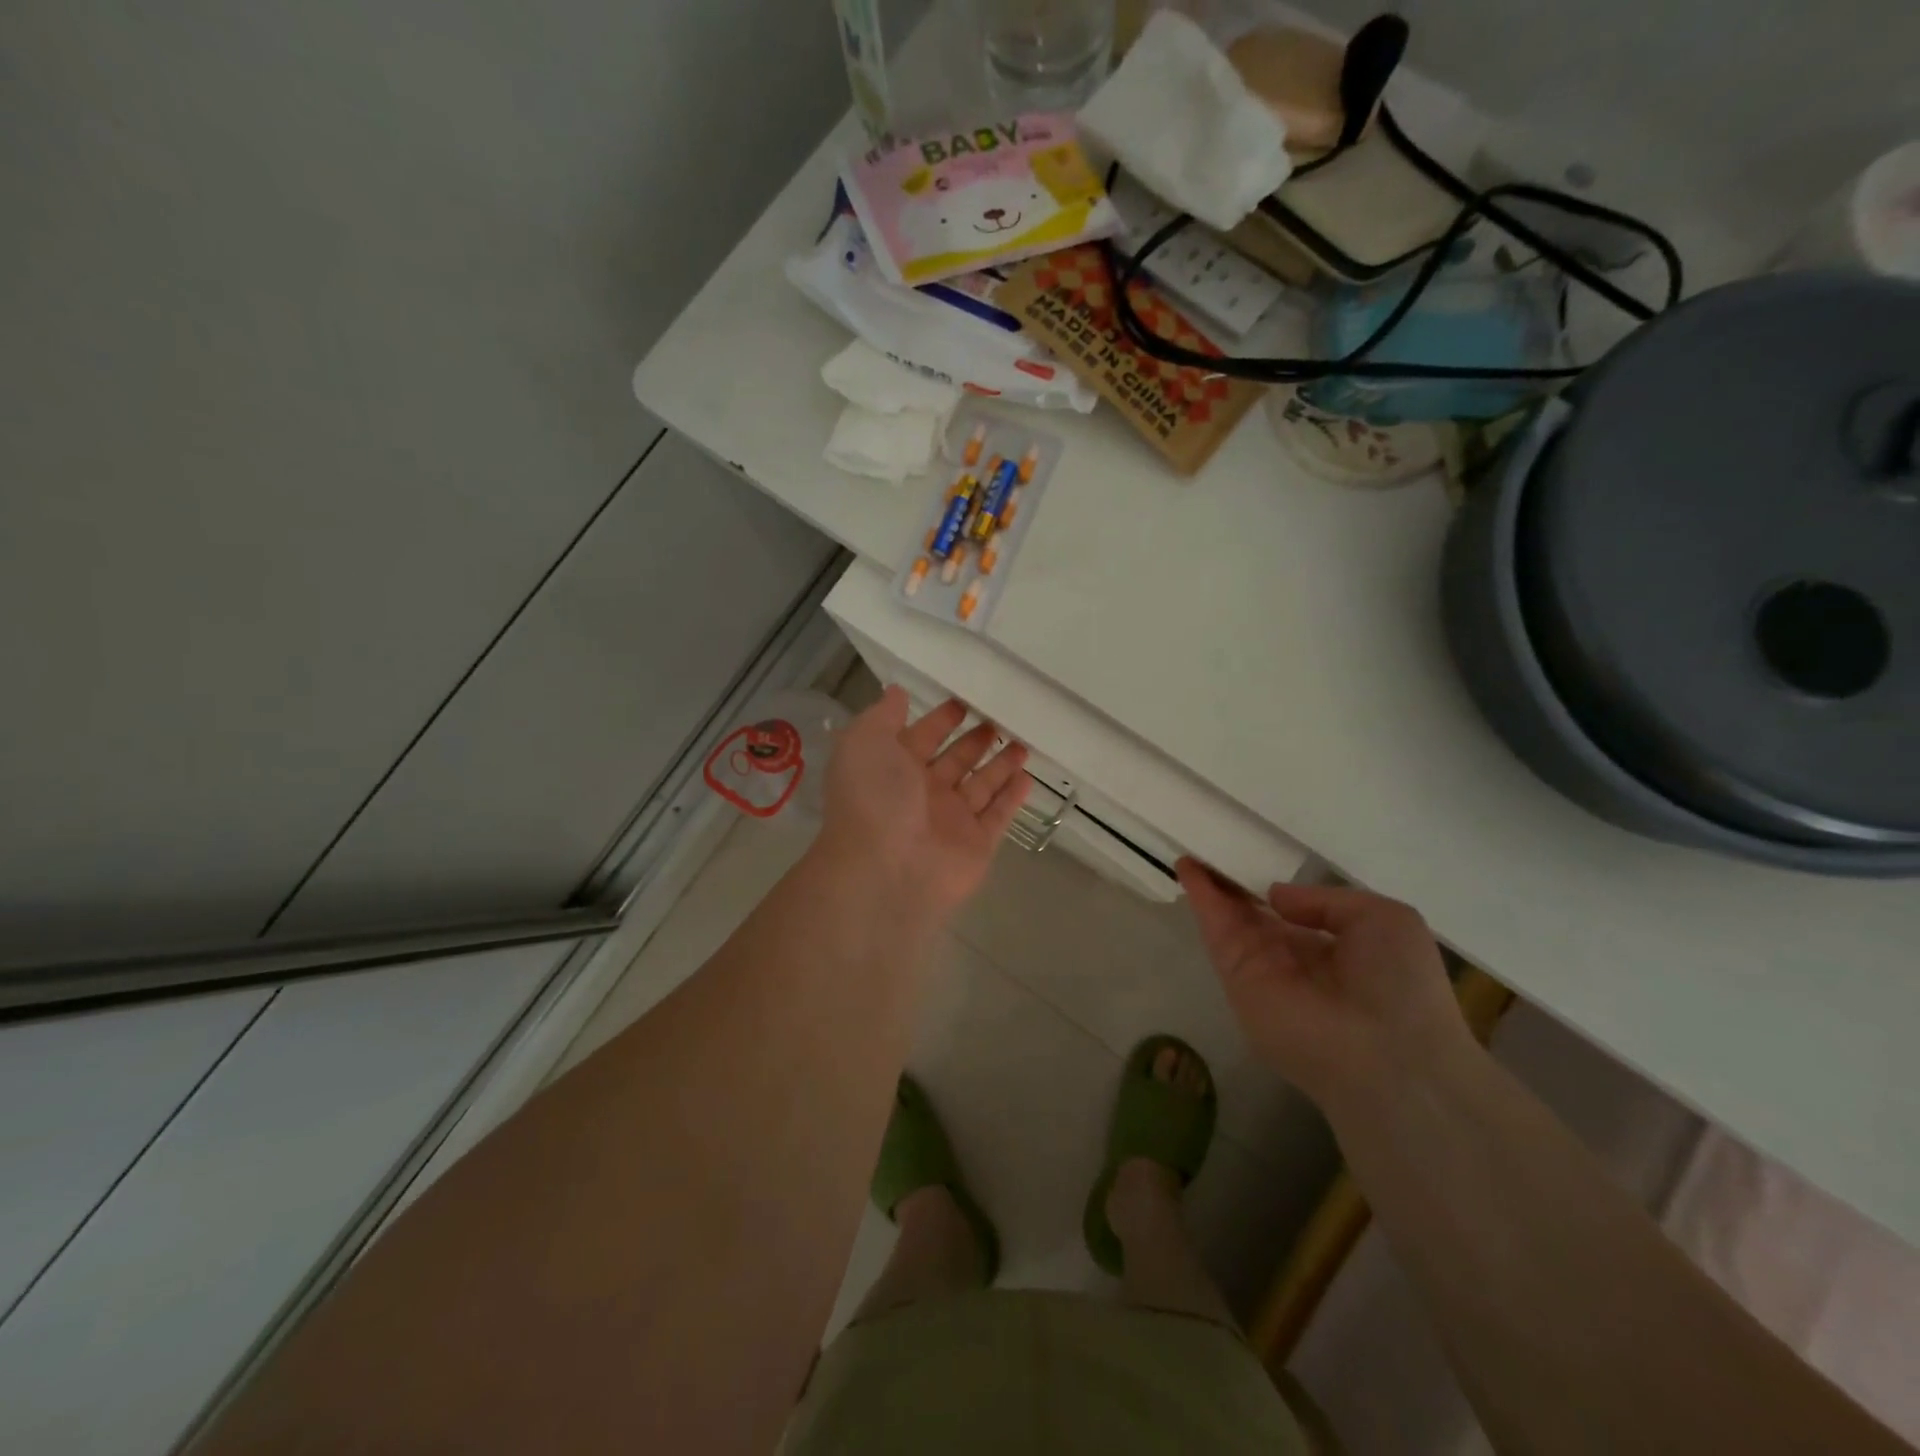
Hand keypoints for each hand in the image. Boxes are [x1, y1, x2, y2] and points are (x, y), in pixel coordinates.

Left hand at [818, 688, 1031, 921]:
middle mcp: (922, 794)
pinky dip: (1012, 797)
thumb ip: (882, 716)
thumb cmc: (873, 798)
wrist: (885, 870)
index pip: (921, 738)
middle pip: (955, 761)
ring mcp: (951, 820)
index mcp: (893, 769)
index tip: (964, 700)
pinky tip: (1027, 776)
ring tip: (1022, 742)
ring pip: (981, 786)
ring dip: (1000, 764)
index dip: (940, 720)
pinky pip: (998, 815)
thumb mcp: (864, 743)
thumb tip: (896, 692)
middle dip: (975, 740)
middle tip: (1000, 718)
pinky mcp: (977, 844)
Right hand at [1177, 860, 1473, 1108]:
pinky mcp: (1236, 976)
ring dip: (1209, 884)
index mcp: (1334, 948)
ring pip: (1229, 918)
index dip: (1270, 886)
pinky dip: (1201, 897)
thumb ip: (1326, 900)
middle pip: (1254, 913)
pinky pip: (1216, 929)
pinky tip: (1188, 866)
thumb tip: (1276, 896)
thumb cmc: (1400, 984)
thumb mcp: (1384, 919)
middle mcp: (1294, 959)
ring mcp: (1261, 968)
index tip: (1253, 856)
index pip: (1293, 913)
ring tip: (1192, 847)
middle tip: (1211, 847)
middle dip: (1233, 882)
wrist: (1387, 1055)